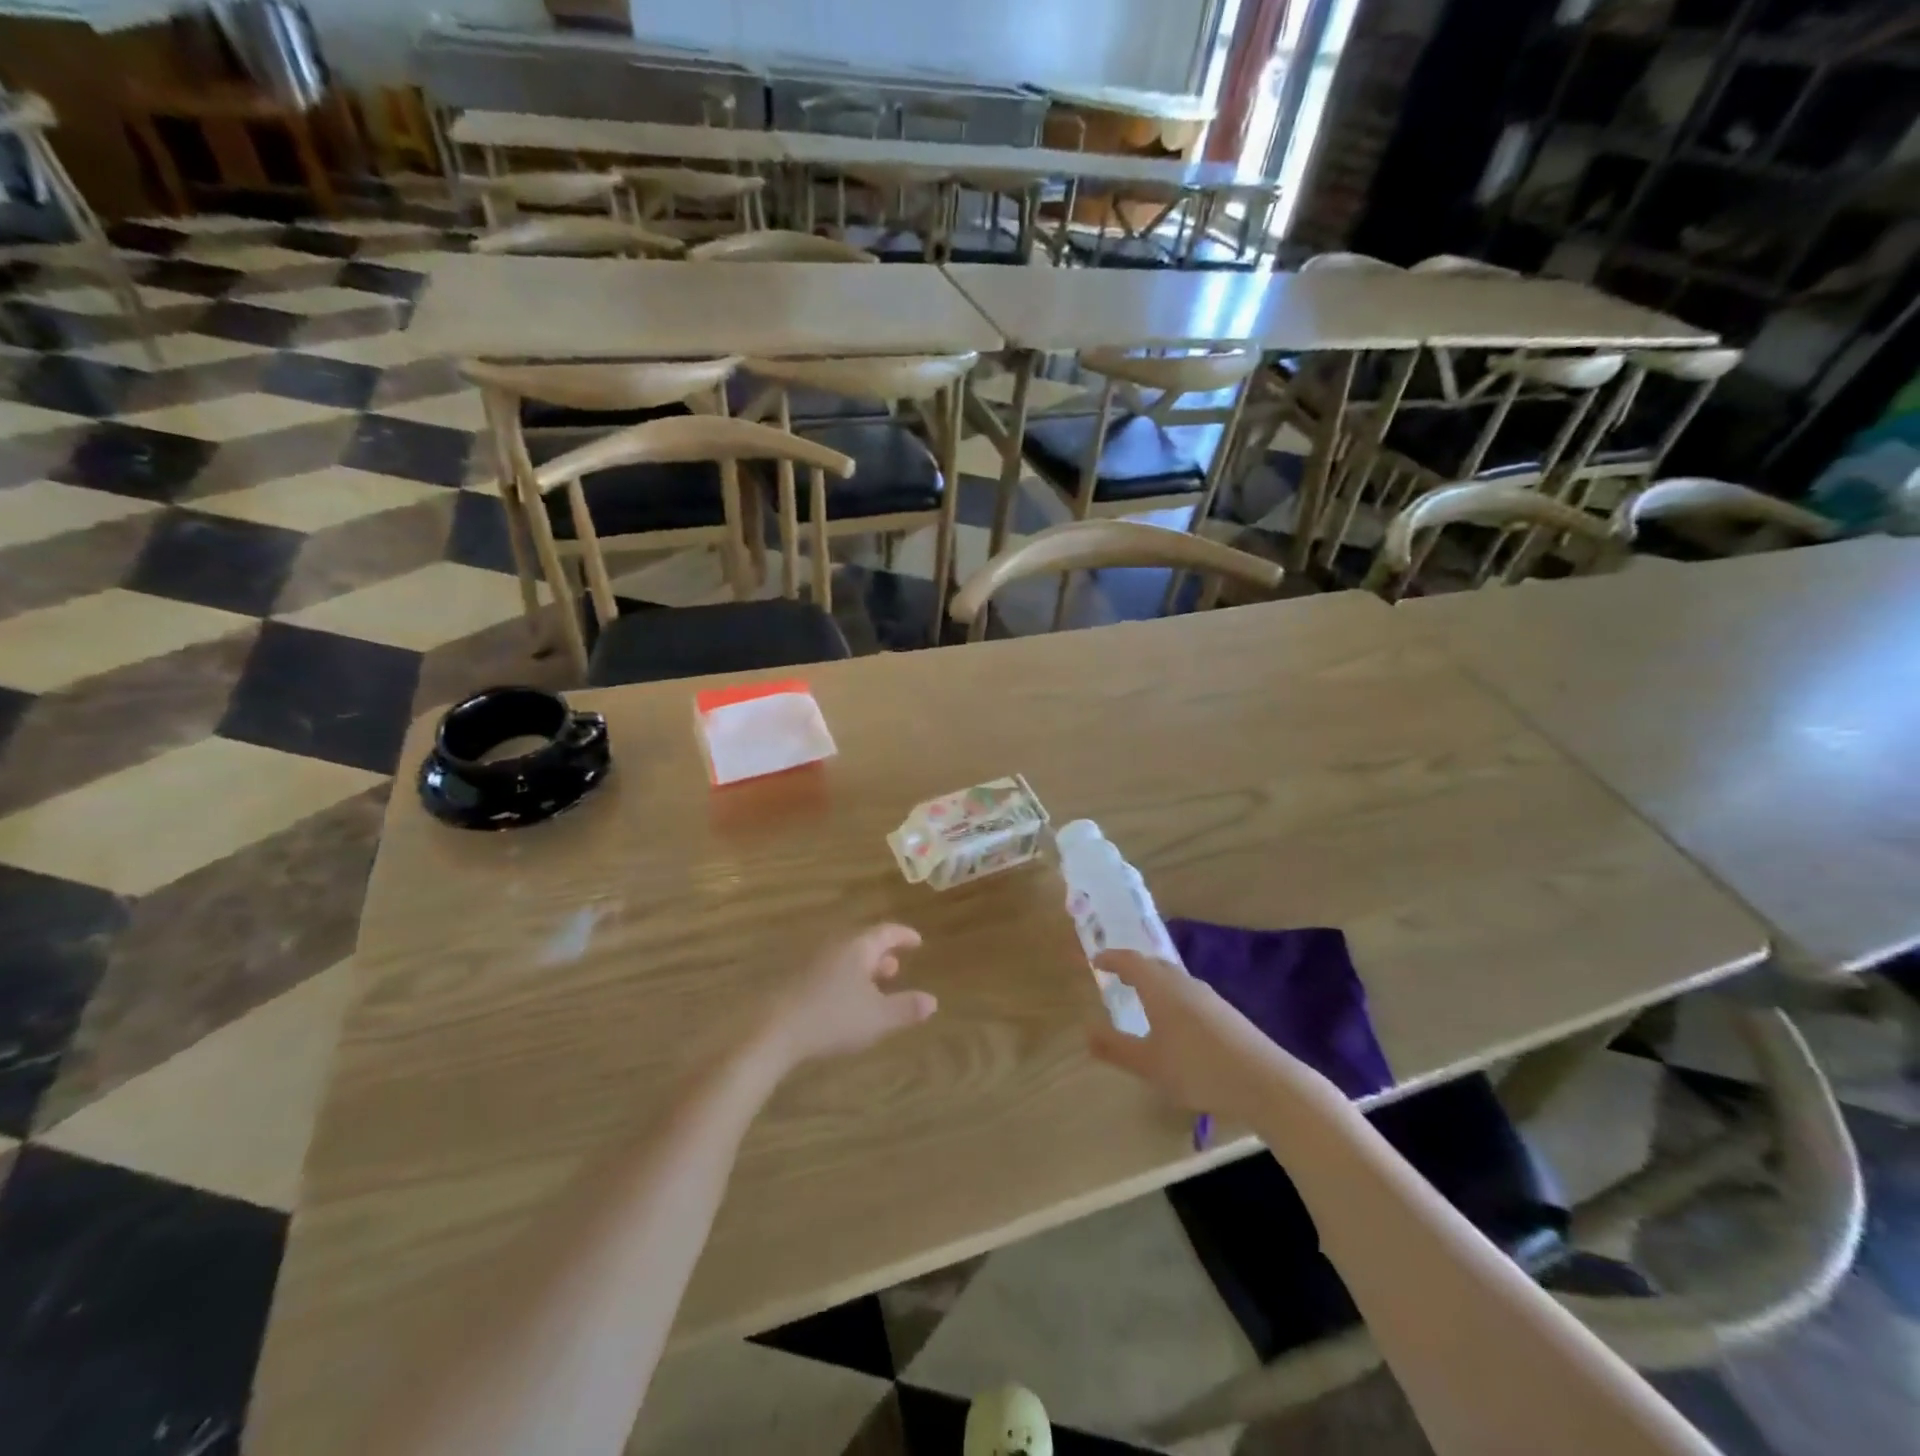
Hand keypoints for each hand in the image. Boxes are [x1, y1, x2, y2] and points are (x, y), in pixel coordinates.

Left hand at [757, 925, 937, 1071]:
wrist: (774, 1030)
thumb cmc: (833, 1018)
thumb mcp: (878, 1017)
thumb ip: (906, 1008)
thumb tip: (932, 1001)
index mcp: (858, 947)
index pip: (886, 932)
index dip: (904, 936)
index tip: (917, 941)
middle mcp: (836, 946)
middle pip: (864, 942)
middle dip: (883, 954)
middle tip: (897, 967)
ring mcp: (814, 961)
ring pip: (846, 957)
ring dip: (863, 968)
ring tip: (875, 985)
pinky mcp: (797, 979)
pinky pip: (831, 970)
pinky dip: (846, 978)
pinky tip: (846, 1000)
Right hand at [1087, 951, 1307, 1120]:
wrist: (1264, 1081)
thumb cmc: (1197, 1069)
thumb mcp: (1149, 1064)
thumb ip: (1116, 1047)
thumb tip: (1087, 1030)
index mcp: (1160, 988)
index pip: (1130, 961)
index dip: (1112, 958)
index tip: (1096, 960)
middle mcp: (1183, 983)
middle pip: (1154, 964)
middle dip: (1133, 966)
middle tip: (1117, 975)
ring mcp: (1208, 996)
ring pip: (1173, 978)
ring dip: (1154, 980)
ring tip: (1143, 997)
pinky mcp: (1225, 1012)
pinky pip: (1188, 992)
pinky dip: (1172, 995)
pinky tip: (1175, 1021)